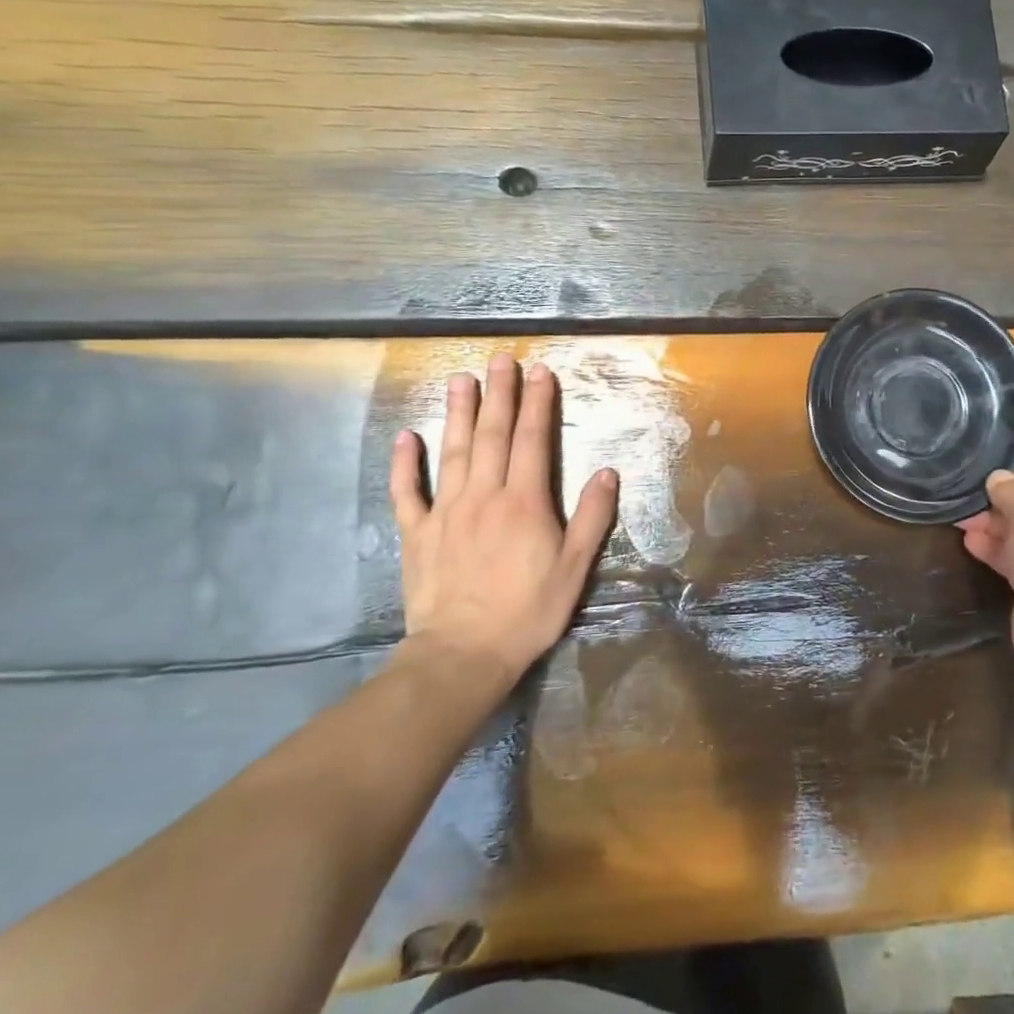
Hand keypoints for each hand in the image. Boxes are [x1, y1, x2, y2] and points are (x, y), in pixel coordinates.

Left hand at [389, 354, 618, 680]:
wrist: (463, 653)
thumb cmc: (528, 611)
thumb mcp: (575, 568)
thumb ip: (592, 517)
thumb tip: (607, 471)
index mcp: (524, 502)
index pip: (532, 440)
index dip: (538, 404)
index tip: (541, 372)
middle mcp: (484, 496)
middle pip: (492, 435)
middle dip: (499, 394)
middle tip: (501, 360)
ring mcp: (446, 511)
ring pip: (453, 451)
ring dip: (458, 413)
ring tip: (461, 379)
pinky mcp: (417, 533)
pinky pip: (409, 491)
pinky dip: (406, 463)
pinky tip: (407, 437)